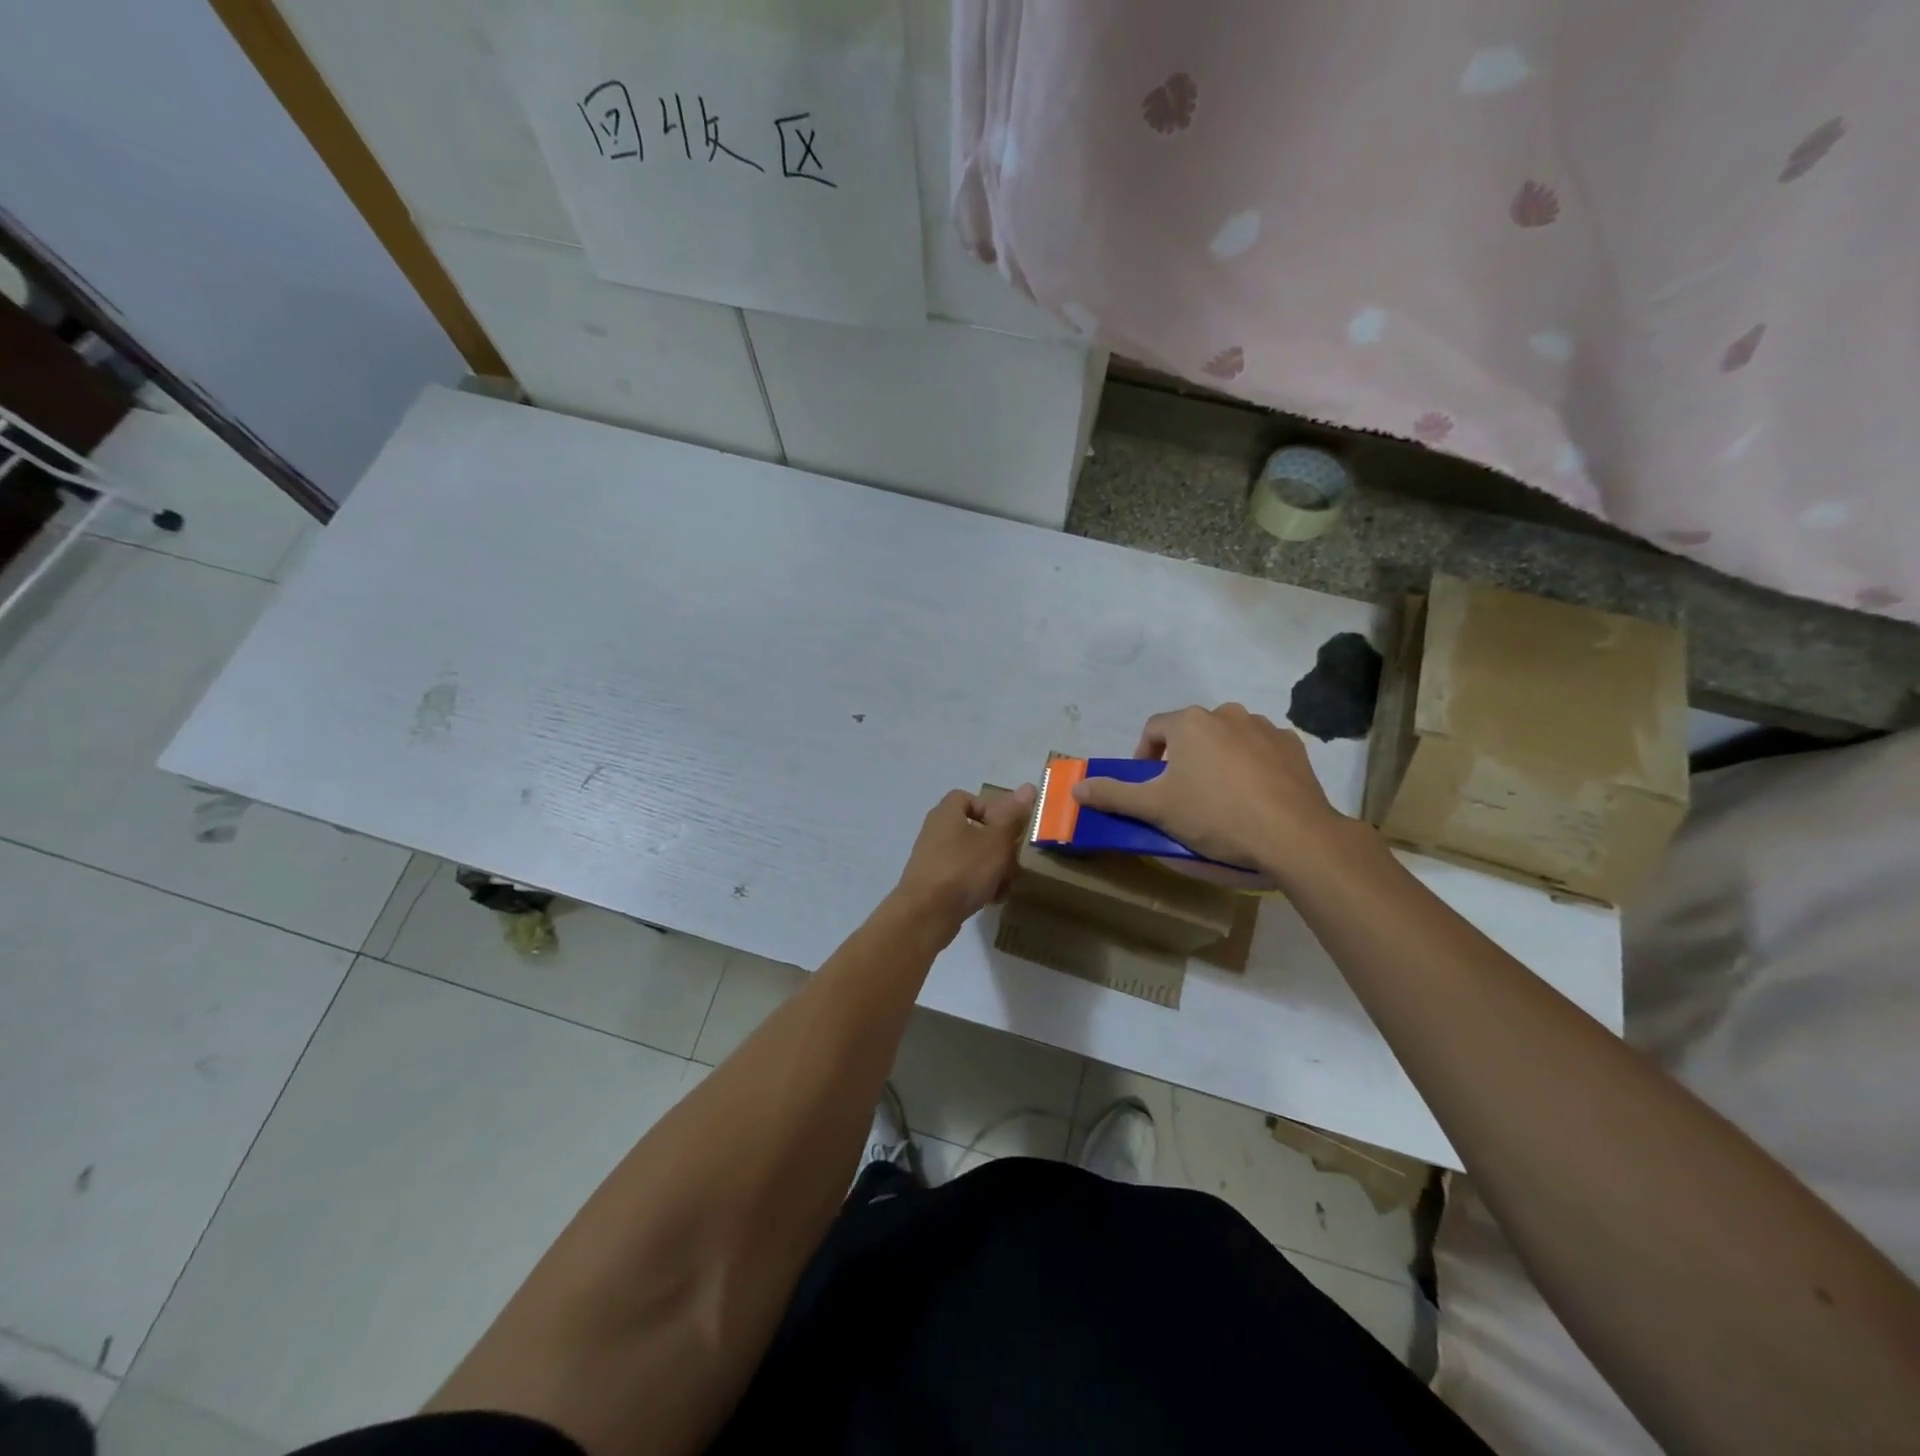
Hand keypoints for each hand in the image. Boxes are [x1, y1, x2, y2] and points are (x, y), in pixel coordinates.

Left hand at [891, 784, 1035, 933]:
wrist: (927, 915)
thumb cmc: (963, 868)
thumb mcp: (996, 840)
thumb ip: (1012, 816)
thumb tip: (1028, 787)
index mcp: (946, 813)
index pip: (968, 797)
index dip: (990, 808)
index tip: (1008, 826)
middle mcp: (935, 832)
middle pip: (973, 829)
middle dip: (998, 845)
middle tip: (1014, 859)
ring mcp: (932, 859)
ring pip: (971, 856)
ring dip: (992, 868)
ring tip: (1007, 883)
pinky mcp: (933, 884)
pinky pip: (962, 877)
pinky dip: (978, 885)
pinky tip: (992, 899)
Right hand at [1070, 704, 1347, 877]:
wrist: (1292, 834)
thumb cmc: (1215, 815)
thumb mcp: (1156, 808)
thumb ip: (1114, 794)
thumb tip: (1075, 788)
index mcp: (1190, 722)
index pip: (1154, 729)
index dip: (1145, 756)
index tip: (1149, 785)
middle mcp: (1226, 713)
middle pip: (1192, 731)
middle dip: (1182, 758)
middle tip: (1183, 794)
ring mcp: (1263, 727)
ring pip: (1227, 738)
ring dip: (1217, 758)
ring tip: (1220, 796)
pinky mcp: (1292, 746)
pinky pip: (1260, 750)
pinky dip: (1252, 765)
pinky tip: (1254, 795)